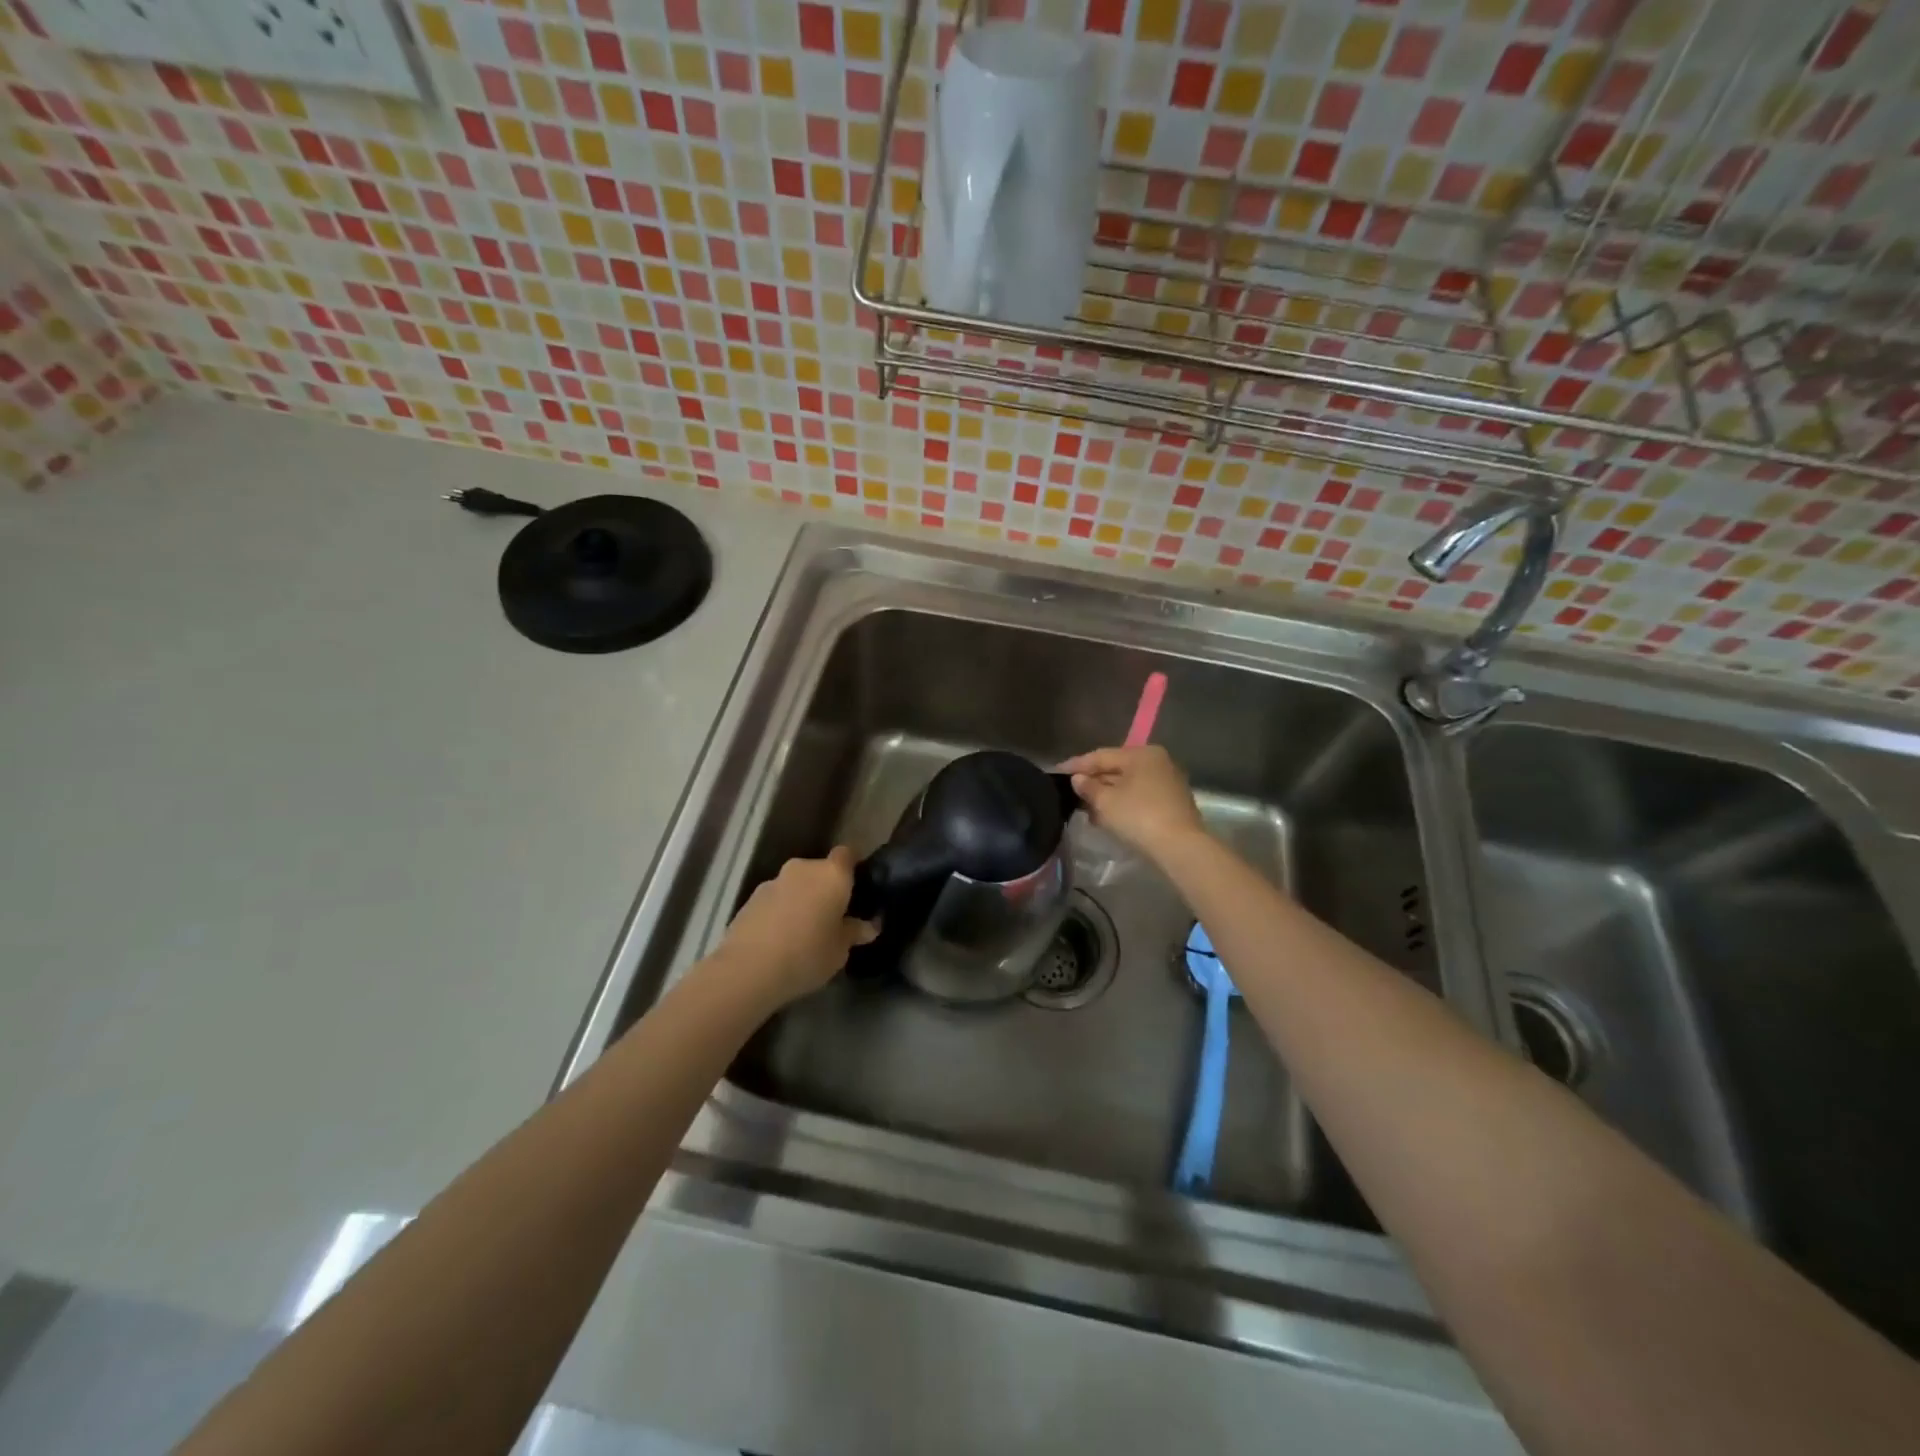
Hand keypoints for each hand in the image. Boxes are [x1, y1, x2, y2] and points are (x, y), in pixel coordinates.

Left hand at [715, 847, 878, 1008]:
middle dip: (826, 889)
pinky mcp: (751, 898)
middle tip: (832, 918)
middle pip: (820, 870)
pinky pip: (776, 899)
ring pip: (796, 885)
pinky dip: (781, 911)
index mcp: (832, 875)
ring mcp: (774, 881)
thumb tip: (869, 926)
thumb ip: (855, 932)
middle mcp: (803, 869)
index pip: (847, 854)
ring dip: (801, 900)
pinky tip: (779, 939)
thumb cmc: (807, 955)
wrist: (748, 969)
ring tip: (803, 932)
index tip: (857, 888)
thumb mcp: (840, 950)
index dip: (852, 867)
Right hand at [1059, 746, 1206, 860]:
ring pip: (1128, 784)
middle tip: (1071, 792)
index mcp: (1141, 754)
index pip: (1101, 756)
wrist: (1180, 847)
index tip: (1057, 771)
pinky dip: (1123, 804)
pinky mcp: (1173, 802)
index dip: (1077, 765)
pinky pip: (1140, 797)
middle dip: (1093, 781)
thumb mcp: (1105, 802)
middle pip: (1117, 769)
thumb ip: (1088, 787)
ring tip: (1086, 809)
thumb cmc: (1139, 816)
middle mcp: (1157, 762)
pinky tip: (1108, 817)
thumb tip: (1078, 779)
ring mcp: (1168, 782)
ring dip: (1107, 796)